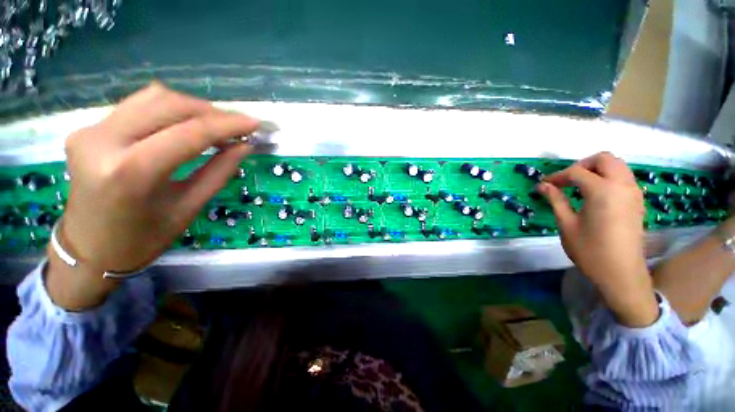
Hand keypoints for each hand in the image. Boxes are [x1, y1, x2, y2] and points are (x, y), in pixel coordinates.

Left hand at [48, 83, 257, 308]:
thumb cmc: (143, 238)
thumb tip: (244, 146)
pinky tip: (187, 126)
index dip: (227, 125)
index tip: (255, 124)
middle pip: (168, 104)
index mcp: (131, 172)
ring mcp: (91, 131)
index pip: (189, 133)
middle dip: (211, 112)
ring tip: (216, 127)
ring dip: (192, 108)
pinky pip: (139, 106)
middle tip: (238, 127)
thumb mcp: (189, 207)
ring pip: (153, 97)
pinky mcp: (89, 128)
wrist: (89, 248)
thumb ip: (219, 172)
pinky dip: (171, 110)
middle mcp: (103, 141)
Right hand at [537, 152, 658, 326]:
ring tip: (578, 185)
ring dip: (596, 169)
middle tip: (565, 180)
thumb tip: (542, 185)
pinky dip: (607, 177)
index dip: (557, 176)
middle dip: (582, 164)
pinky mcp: (637, 201)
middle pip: (604, 159)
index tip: (544, 185)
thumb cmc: (590, 250)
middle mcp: (622, 186)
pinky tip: (594, 194)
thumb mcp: (567, 224)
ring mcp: (633, 193)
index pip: (577, 172)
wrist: (621, 273)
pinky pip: (623, 178)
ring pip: (617, 166)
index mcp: (603, 191)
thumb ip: (556, 200)